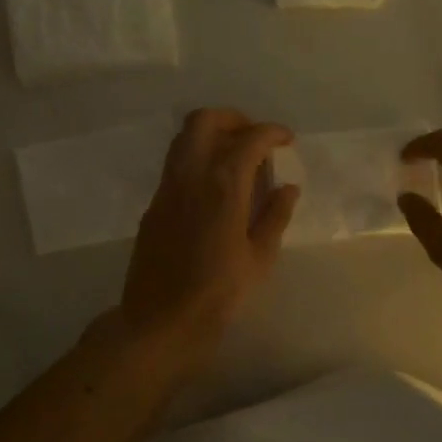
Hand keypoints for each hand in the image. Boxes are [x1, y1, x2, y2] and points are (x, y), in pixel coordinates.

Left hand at [120, 108, 299, 354]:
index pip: (249, 139)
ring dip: (212, 135)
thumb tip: (287, 187)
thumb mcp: (259, 258)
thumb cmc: (218, 294)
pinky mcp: (154, 204)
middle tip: (256, 139)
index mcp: (222, 186)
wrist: (160, 321)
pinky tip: (216, 186)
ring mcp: (167, 188)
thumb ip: (275, 216)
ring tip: (237, 158)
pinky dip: (198, 157)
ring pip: (184, 138)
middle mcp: (190, 176)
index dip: (272, 133)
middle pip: (205, 121)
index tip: (287, 140)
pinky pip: (176, 163)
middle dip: (234, 120)